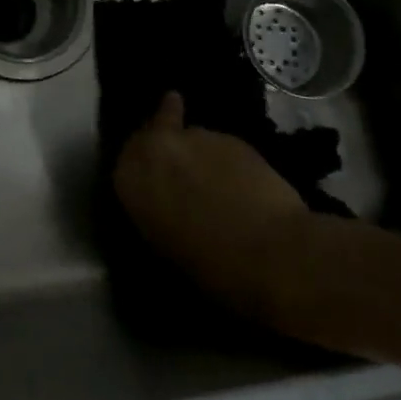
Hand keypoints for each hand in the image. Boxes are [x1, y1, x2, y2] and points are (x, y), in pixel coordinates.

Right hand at [112, 92, 310, 318]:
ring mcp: (196, 136)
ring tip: (221, 187)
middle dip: (163, 141)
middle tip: (180, 168)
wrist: (275, 253)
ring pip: (191, 139)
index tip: (153, 178)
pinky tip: (244, 187)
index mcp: (131, 178)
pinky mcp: (232, 137)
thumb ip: (156, 208)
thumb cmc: (214, 266)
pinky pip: (221, 148)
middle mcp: (156, 147)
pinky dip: (227, 164)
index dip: (142, 168)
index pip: (125, 160)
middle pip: (153, 132)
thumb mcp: (165, 242)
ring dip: (199, 157)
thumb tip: (165, 200)